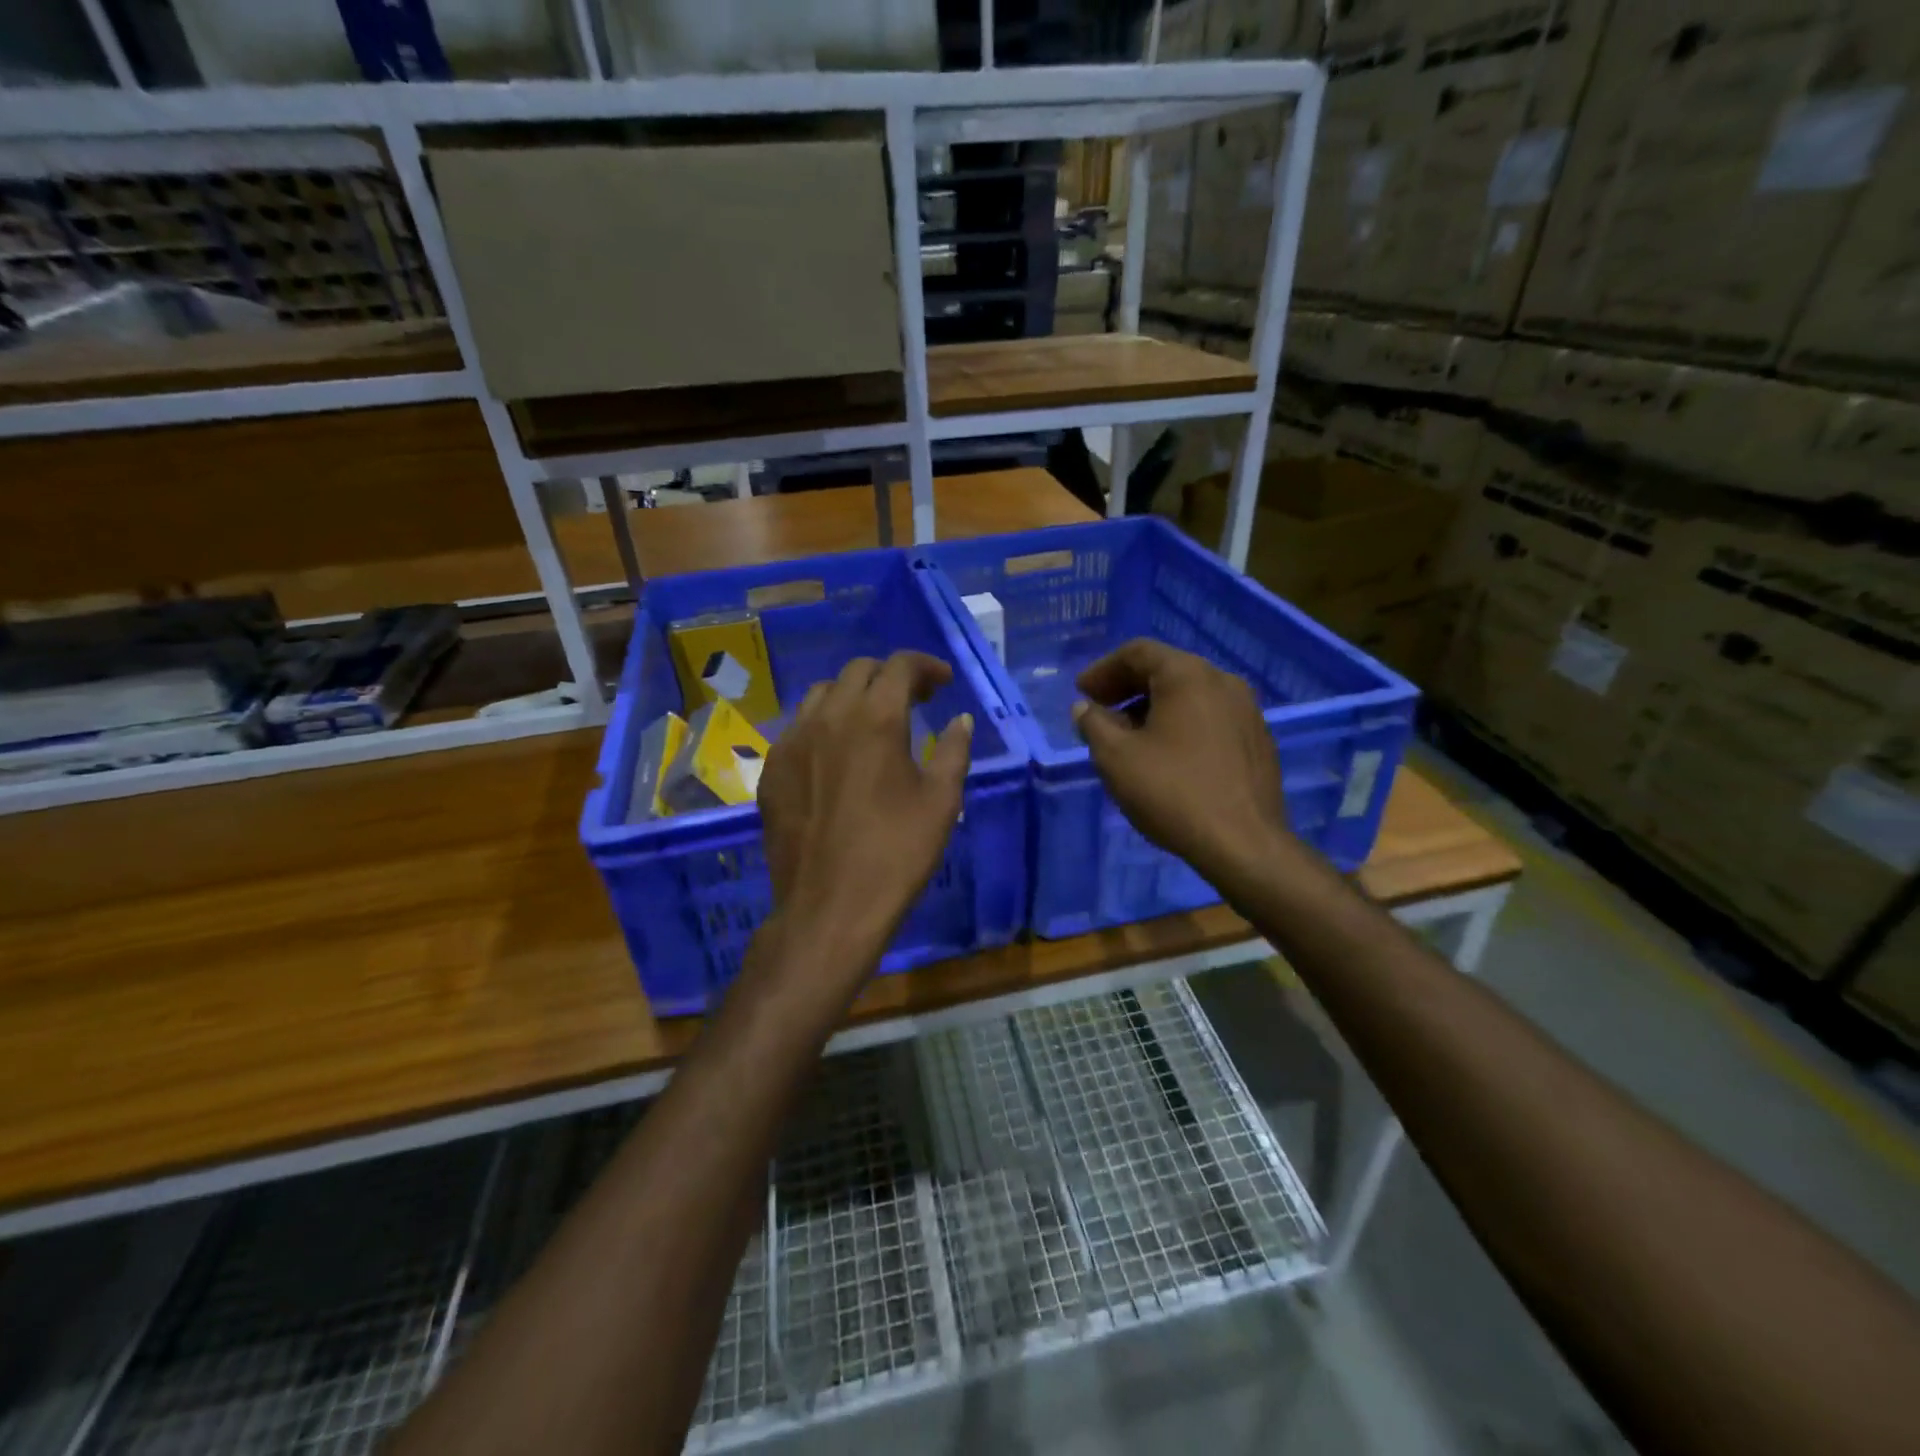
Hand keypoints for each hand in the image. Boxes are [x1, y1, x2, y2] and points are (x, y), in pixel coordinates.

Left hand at [756, 652, 972, 992]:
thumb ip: (954, 751)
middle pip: (858, 671)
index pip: (900, 666)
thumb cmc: (896, 853)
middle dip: (890, 676)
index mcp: (876, 717)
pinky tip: (836, 755)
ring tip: (872, 721)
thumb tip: (960, 721)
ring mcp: (792, 741)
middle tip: (914, 700)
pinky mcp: (772, 769)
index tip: (943, 682)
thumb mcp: (941, 802)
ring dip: (852, 695)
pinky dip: (824, 725)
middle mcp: (829, 716)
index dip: (926, 665)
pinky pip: (798, 728)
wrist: (829, 907)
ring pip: (821, 694)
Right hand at [1072, 639, 1289, 881]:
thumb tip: (1085, 708)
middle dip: (1127, 687)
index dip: (1103, 669)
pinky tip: (1166, 756)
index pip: (1138, 652)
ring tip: (1127, 737)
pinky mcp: (1258, 741)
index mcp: (1188, 675)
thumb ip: (1094, 724)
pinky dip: (1181, 725)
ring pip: (1190, 695)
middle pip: (1166, 670)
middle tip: (1098, 711)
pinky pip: (1210, 718)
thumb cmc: (1172, 792)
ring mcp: (1247, 711)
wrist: (1243, 844)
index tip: (1081, 693)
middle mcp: (1223, 681)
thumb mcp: (1116, 757)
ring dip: (1153, 708)